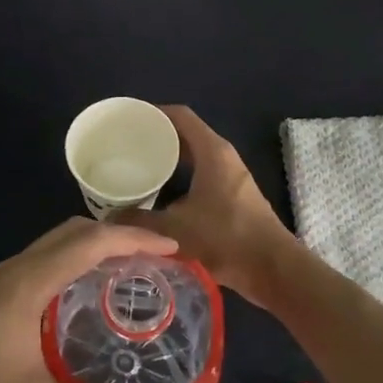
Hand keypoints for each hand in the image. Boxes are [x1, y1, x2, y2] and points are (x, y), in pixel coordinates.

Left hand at [0, 218, 175, 382]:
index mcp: (28, 284)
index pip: (88, 242)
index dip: (133, 238)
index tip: (172, 248)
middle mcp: (15, 271)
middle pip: (72, 233)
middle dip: (117, 236)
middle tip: (157, 261)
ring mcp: (0, 283)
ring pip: (55, 246)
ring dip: (94, 249)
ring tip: (131, 275)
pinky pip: (43, 263)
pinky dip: (74, 265)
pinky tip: (88, 300)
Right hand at [118, 105, 296, 308]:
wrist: (272, 269)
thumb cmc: (226, 239)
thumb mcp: (174, 230)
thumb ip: (139, 221)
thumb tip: (109, 219)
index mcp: (212, 151)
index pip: (180, 116)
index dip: (153, 113)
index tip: (126, 119)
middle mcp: (223, 157)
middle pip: (185, 134)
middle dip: (156, 137)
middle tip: (124, 146)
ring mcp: (230, 177)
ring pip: (193, 157)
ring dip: (167, 160)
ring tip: (135, 168)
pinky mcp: (233, 197)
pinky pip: (199, 175)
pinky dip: (178, 178)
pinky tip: (158, 195)